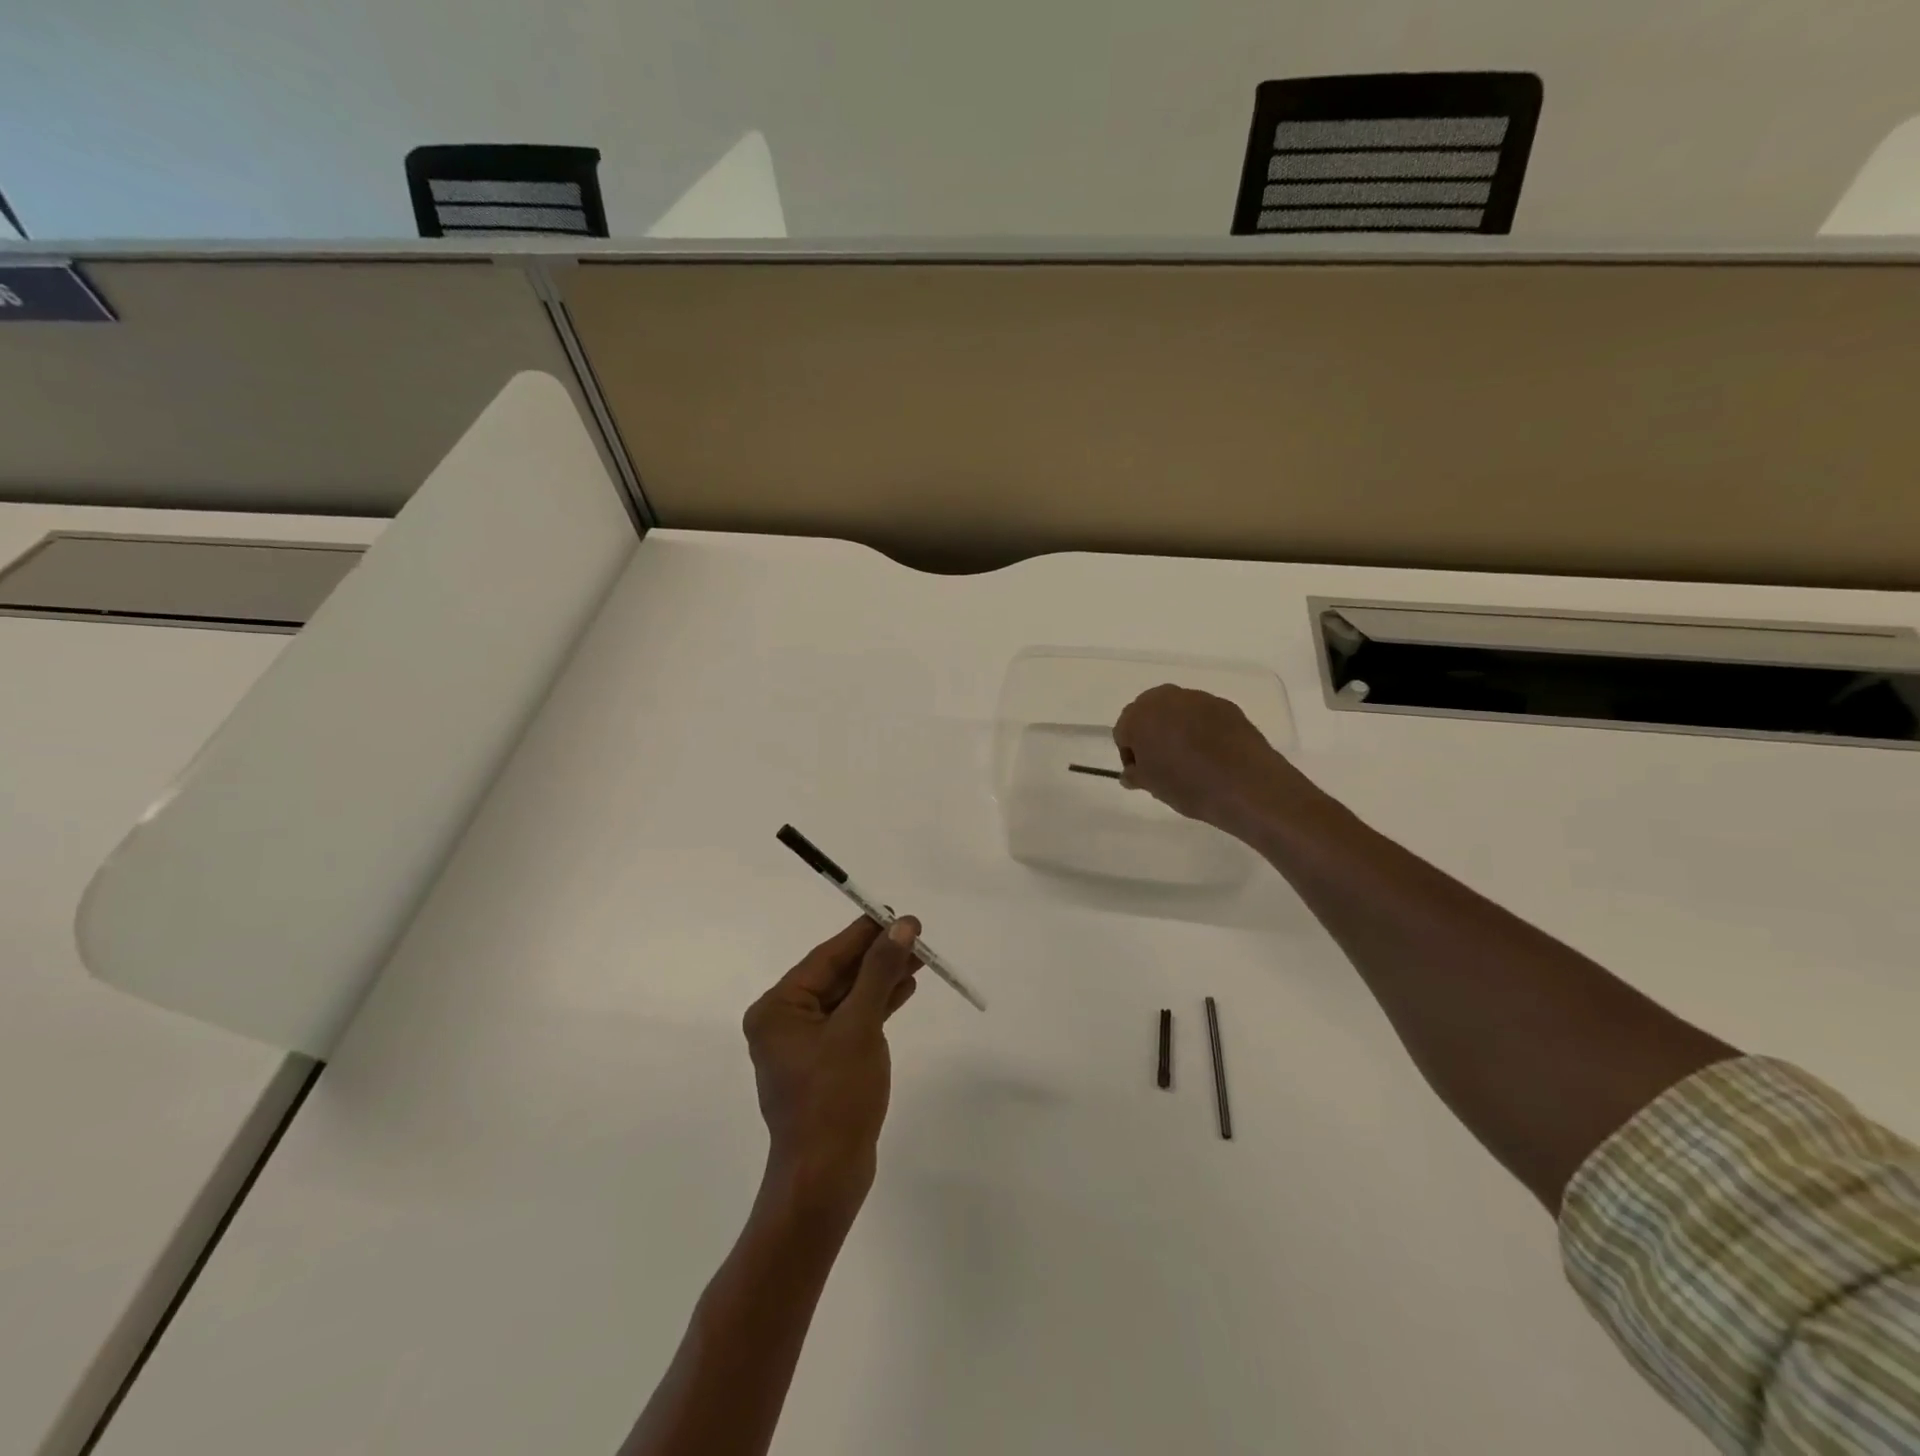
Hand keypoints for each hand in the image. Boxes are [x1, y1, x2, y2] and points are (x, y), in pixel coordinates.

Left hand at [742, 916, 921, 1219]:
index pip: (826, 957)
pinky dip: (877, 1005)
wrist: (825, 1178)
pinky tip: (904, 990)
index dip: (864, 934)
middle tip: (915, 934)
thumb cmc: (835, 1098)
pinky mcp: (825, 1064)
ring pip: (848, 998)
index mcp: (778, 1008)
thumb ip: (879, 972)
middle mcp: (785, 1021)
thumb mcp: (860, 1027)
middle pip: (837, 975)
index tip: (896, 914)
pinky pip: (852, 1021)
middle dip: (877, 956)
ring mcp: (805, 1045)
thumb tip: (901, 926)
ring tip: (919, 958)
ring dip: (881, 979)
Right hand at [1113, 684, 1314, 836]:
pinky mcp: (1225, 705)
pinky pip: (1203, 715)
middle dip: (1151, 735)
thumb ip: (1136, 774)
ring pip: (1177, 711)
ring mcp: (1198, 698)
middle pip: (1148, 714)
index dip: (1130, 754)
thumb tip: (1131, 773)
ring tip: (1190, 759)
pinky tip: (1212, 753)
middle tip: (1162, 763)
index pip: (1123, 732)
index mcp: (1139, 716)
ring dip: (1176, 729)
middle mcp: (1166, 698)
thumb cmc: (1188, 785)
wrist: (1246, 785)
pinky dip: (1202, 729)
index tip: (1142, 773)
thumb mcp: (1153, 786)